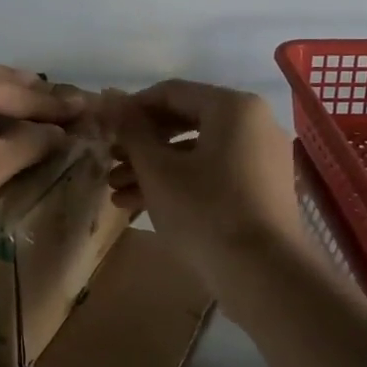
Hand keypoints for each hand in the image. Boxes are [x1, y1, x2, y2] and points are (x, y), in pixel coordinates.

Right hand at [107, 80, 301, 294]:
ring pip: (197, 153)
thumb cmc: (205, 211)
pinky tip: (143, 207)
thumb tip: (108, 97)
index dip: (130, 109)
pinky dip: (181, 184)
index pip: (171, 93)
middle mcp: (254, 124)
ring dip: (155, 169)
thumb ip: (131, 130)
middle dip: (142, 145)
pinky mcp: (261, 190)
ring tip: (117, 193)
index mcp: (233, 107)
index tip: (103, 130)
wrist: (263, 274)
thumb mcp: (158, 170)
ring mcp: (261, 158)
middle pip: (185, 122)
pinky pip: (214, 174)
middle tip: (110, 162)